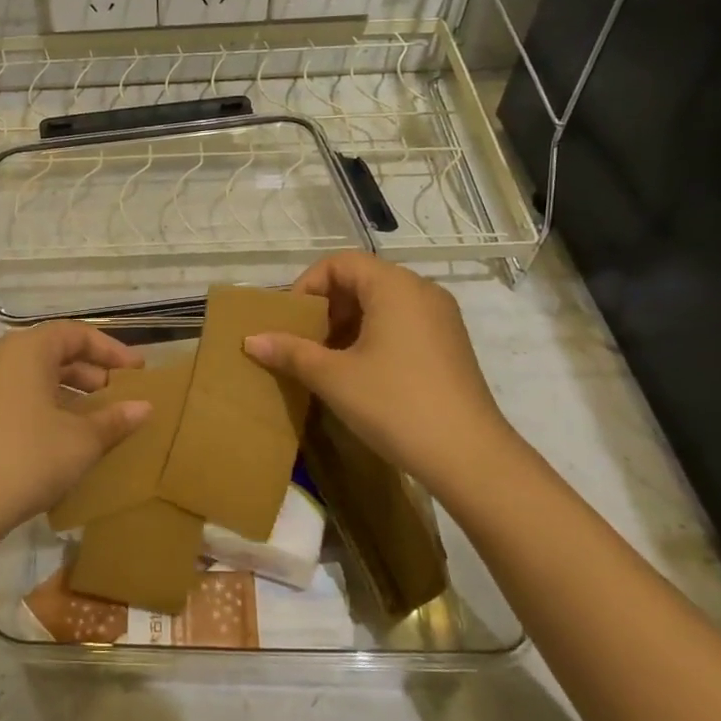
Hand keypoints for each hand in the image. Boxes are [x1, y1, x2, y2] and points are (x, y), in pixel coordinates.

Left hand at [0, 322, 151, 546]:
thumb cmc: (30, 456)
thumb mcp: (82, 439)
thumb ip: (115, 419)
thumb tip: (145, 407)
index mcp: (27, 350)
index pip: (76, 334)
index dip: (111, 350)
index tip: (138, 371)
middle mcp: (3, 359)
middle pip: (55, 352)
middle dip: (93, 371)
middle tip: (122, 395)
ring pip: (39, 376)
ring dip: (73, 392)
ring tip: (103, 417)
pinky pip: (24, 396)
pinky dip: (52, 406)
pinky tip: (71, 436)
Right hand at [242, 252, 520, 498]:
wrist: (469, 457)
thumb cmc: (395, 404)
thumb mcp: (333, 377)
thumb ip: (290, 352)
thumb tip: (251, 340)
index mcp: (395, 286)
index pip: (340, 263)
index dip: (307, 285)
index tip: (291, 321)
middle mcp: (421, 291)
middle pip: (361, 280)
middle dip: (326, 306)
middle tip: (305, 342)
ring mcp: (441, 318)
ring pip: (381, 303)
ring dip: (348, 324)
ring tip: (327, 360)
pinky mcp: (449, 344)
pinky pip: (402, 323)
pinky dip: (373, 336)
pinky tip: (360, 373)